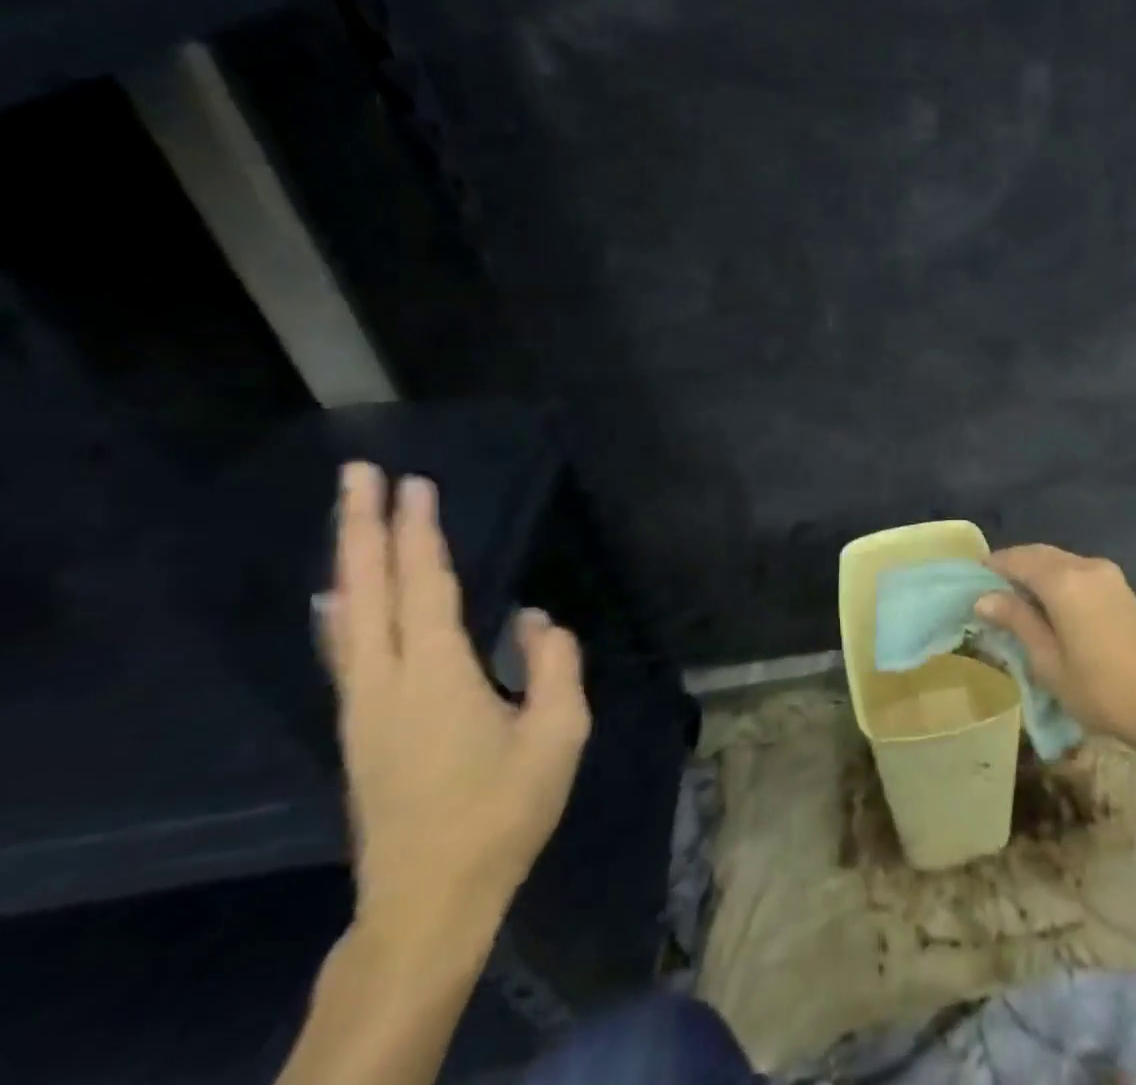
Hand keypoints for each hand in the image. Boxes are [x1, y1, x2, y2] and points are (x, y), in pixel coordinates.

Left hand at [319, 463, 590, 942]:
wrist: (428, 899)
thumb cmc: (504, 811)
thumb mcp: (558, 734)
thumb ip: (554, 666)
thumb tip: (534, 620)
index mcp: (437, 677)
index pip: (425, 586)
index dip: (419, 531)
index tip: (415, 482)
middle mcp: (386, 682)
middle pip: (365, 589)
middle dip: (362, 526)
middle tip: (358, 472)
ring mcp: (362, 708)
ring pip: (347, 617)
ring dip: (350, 559)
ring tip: (350, 517)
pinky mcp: (359, 729)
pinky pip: (345, 649)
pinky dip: (342, 607)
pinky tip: (340, 597)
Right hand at [974, 544, 1135, 750]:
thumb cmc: (1102, 690)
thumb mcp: (1049, 662)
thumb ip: (1018, 622)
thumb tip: (985, 597)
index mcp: (1063, 580)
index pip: (1017, 559)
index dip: (992, 566)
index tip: (971, 581)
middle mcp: (1086, 566)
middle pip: (1040, 555)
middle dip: (1013, 568)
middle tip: (990, 593)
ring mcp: (1108, 575)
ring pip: (1061, 562)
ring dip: (1037, 574)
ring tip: (1016, 603)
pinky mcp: (1123, 589)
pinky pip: (1079, 573)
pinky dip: (1058, 581)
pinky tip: (1051, 608)